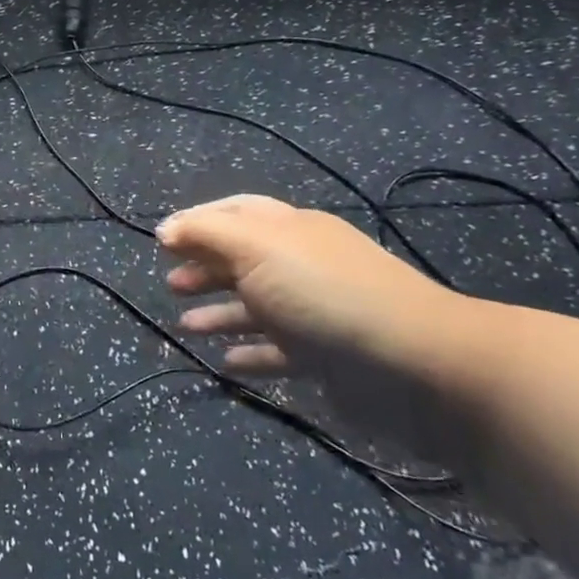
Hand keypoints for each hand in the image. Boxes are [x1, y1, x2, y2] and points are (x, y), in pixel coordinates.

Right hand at [157, 194, 483, 452]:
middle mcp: (301, 264)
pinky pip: (277, 350)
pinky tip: (225, 362)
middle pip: (243, 259)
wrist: (417, 365)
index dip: (197, 222)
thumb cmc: (325, 293)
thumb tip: (166, 229)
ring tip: (185, 326)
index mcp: (289, 229)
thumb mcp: (257, 248)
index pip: (236, 213)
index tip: (161, 241)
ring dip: (219, 313)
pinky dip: (250, 352)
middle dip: (204, 268)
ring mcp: (314, 311)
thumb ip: (206, 234)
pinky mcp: (326, 357)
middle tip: (171, 284)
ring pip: (256, 306)